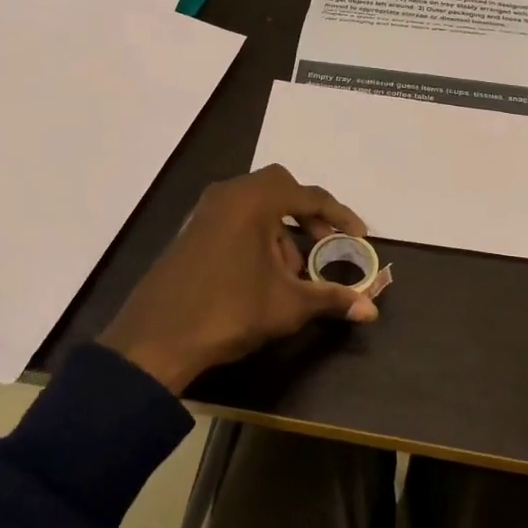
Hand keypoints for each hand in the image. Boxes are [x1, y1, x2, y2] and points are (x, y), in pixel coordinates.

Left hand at [98, 165, 377, 392]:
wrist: (156, 338)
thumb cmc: (229, 311)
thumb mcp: (288, 306)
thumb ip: (332, 299)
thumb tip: (372, 309)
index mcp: (253, 201)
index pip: (309, 196)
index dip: (340, 216)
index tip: (360, 236)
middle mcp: (228, 195)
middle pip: (280, 189)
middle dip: (307, 217)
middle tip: (325, 245)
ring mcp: (205, 211)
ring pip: (256, 207)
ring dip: (281, 232)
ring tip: (291, 275)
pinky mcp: (192, 231)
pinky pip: (235, 219)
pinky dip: (257, 237)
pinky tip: (262, 276)